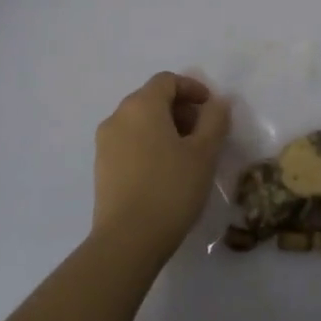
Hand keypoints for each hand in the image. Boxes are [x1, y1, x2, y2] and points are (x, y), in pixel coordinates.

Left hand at [92, 72, 230, 262]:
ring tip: (187, 155)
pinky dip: (149, 144)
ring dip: (165, 128)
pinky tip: (165, 171)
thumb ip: (215, 120)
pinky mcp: (101, 167)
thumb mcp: (204, 152)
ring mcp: (105, 143)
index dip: (192, 88)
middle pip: (152, 99)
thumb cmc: (171, 188)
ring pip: (139, 121)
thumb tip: (218, 101)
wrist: (127, 240)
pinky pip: (129, 142)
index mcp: (141, 105)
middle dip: (180, 109)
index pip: (167, 81)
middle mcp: (118, 116)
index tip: (211, 109)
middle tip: (203, 133)